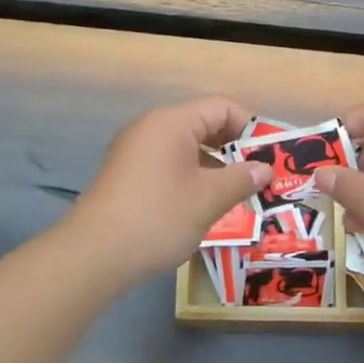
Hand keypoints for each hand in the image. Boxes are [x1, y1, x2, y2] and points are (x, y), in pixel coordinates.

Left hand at [67, 96, 273, 287]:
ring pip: (186, 146)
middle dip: (234, 147)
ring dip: (214, 164)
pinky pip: (168, 162)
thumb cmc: (158, 218)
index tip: (270, 156)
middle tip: (258, 175)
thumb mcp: (208, 199)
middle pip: (203, 123)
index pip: (222, 107)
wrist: (94, 255)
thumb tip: (265, 168)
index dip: (251, 127)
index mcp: (172, 122)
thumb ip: (241, 179)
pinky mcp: (126, 173)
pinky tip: (202, 203)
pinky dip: (191, 175)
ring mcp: (134, 150)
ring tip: (236, 192)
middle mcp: (151, 127)